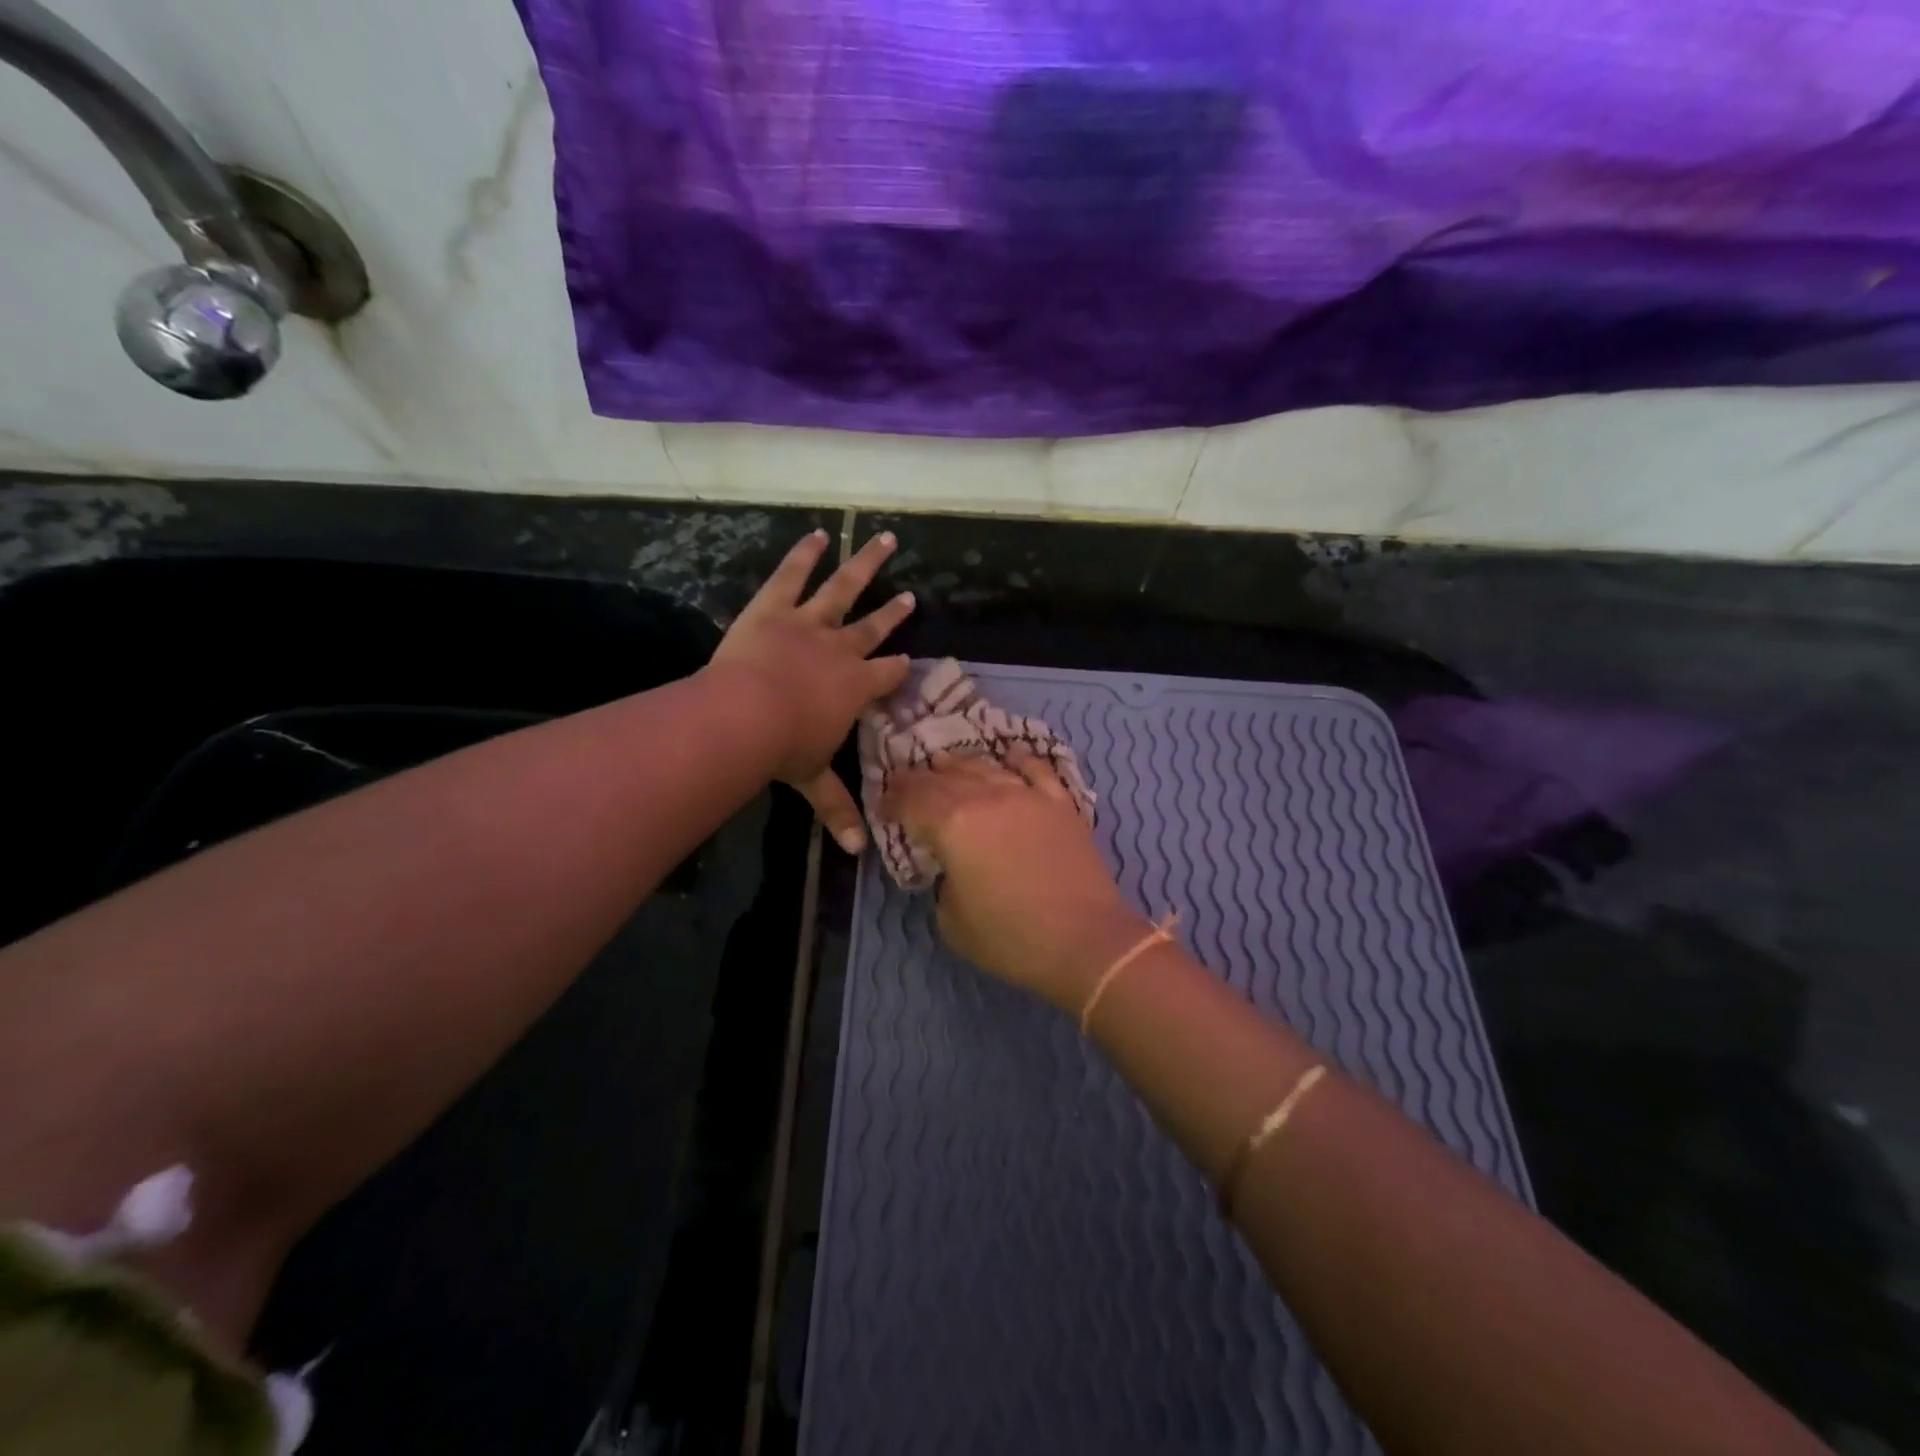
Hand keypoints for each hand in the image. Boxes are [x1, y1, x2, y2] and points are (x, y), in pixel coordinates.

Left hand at [711, 529, 914, 852]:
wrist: (746, 715)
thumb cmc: (785, 748)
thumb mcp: (814, 780)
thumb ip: (837, 809)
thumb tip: (857, 853)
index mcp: (856, 687)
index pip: (887, 675)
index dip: (899, 668)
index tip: (908, 660)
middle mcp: (842, 649)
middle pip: (874, 627)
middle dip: (892, 612)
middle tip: (908, 596)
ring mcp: (810, 623)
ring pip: (844, 590)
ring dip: (865, 565)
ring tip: (884, 540)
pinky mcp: (775, 607)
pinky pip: (793, 574)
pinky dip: (805, 553)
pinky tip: (818, 533)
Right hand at [882, 753, 1147, 1009]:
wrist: (1086, 940)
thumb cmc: (1012, 938)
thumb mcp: (952, 920)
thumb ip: (943, 883)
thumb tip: (952, 866)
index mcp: (953, 824)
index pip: (912, 801)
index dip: (893, 800)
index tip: (884, 805)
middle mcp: (987, 797)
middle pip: (945, 778)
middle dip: (920, 779)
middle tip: (905, 781)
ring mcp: (1028, 796)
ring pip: (986, 767)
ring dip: (960, 764)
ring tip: (945, 763)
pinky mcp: (1060, 804)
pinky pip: (1035, 769)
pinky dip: (1017, 759)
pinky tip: (1008, 755)